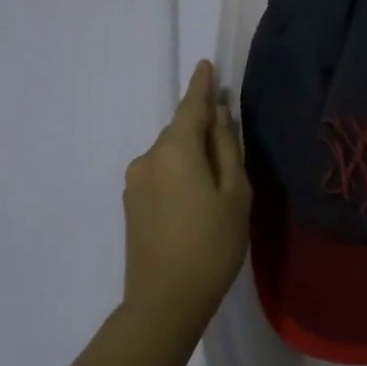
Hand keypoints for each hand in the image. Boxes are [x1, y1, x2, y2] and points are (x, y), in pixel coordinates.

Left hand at [122, 60, 250, 334]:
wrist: (164, 301)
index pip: (191, 106)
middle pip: (180, 131)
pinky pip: (161, 173)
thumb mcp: (234, 193)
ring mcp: (135, 182)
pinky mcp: (132, 205)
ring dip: (192, 154)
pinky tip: (196, 197)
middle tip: (231, 141)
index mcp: (175, 150)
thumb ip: (226, 148)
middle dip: (202, 127)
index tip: (206, 65)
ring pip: (171, 154)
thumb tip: (219, 116)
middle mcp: (148, 158)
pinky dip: (180, 172)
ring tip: (218, 181)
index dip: (202, 86)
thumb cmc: (212, 244)